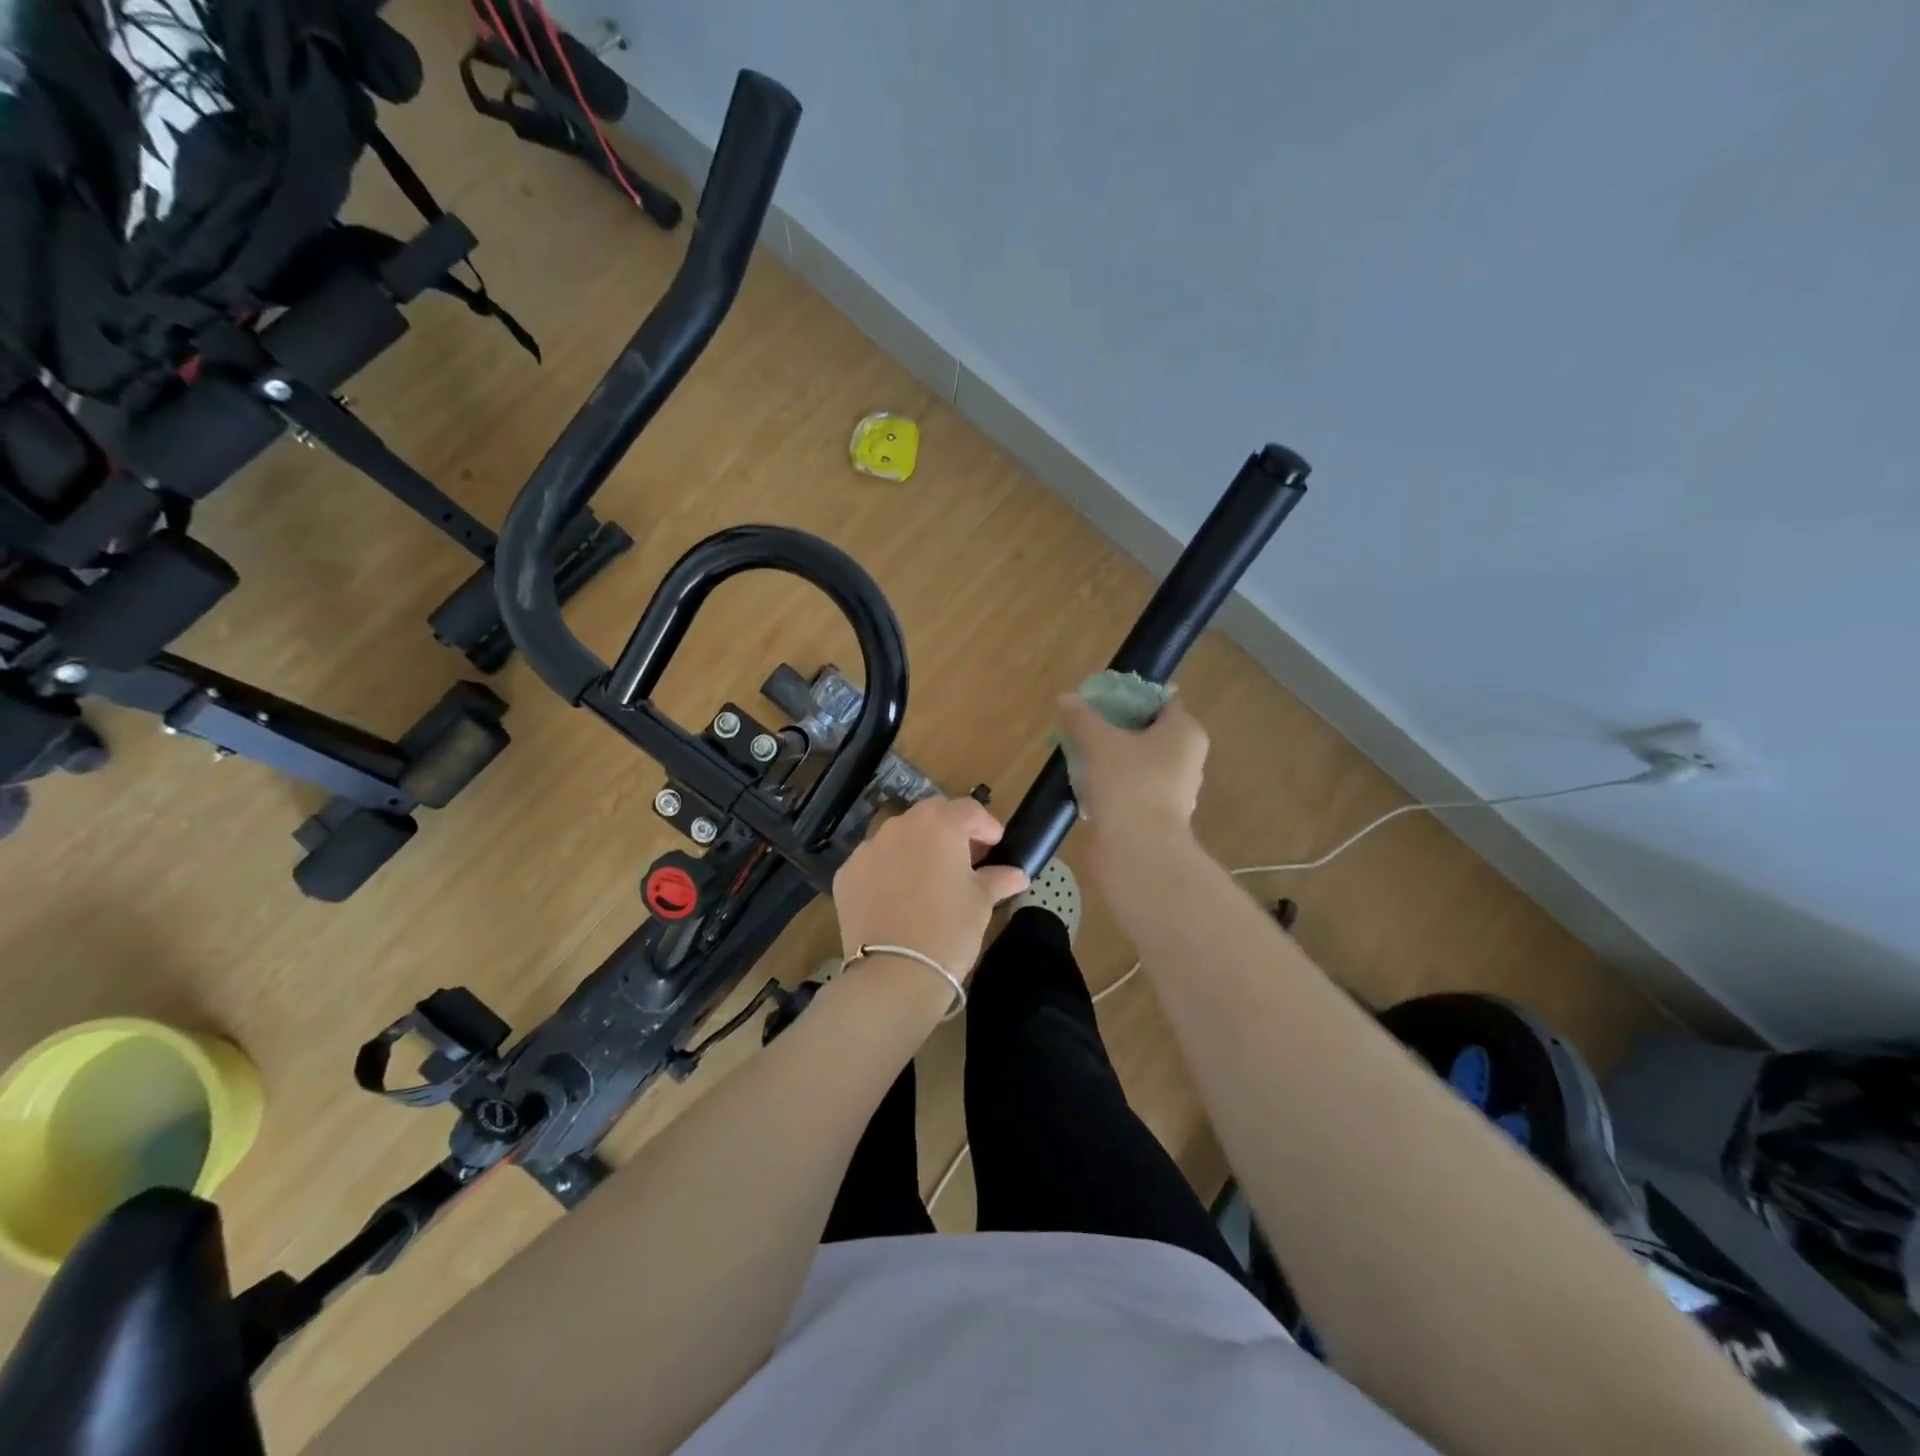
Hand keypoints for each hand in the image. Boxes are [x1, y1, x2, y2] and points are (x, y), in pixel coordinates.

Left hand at [832, 797, 1030, 990]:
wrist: (894, 973)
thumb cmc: (949, 930)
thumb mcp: (981, 903)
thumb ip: (997, 879)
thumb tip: (1017, 875)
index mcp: (938, 824)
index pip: (969, 810)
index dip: (986, 826)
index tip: (995, 846)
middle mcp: (899, 826)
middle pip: (931, 817)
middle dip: (950, 832)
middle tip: (965, 859)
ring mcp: (867, 849)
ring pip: (898, 838)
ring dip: (917, 849)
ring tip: (929, 879)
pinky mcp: (846, 875)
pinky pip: (874, 863)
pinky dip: (888, 871)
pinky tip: (898, 898)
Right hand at [1055, 693, 1209, 847]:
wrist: (1138, 850)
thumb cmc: (1129, 783)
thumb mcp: (1099, 742)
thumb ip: (1082, 718)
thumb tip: (1065, 698)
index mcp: (1185, 732)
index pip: (1159, 702)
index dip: (1127, 697)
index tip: (1096, 701)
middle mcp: (1186, 758)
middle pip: (1147, 732)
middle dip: (1115, 729)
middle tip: (1082, 726)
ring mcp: (1173, 790)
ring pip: (1138, 762)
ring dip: (1111, 758)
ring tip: (1078, 754)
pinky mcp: (1156, 815)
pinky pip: (1132, 788)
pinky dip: (1112, 784)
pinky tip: (1085, 785)